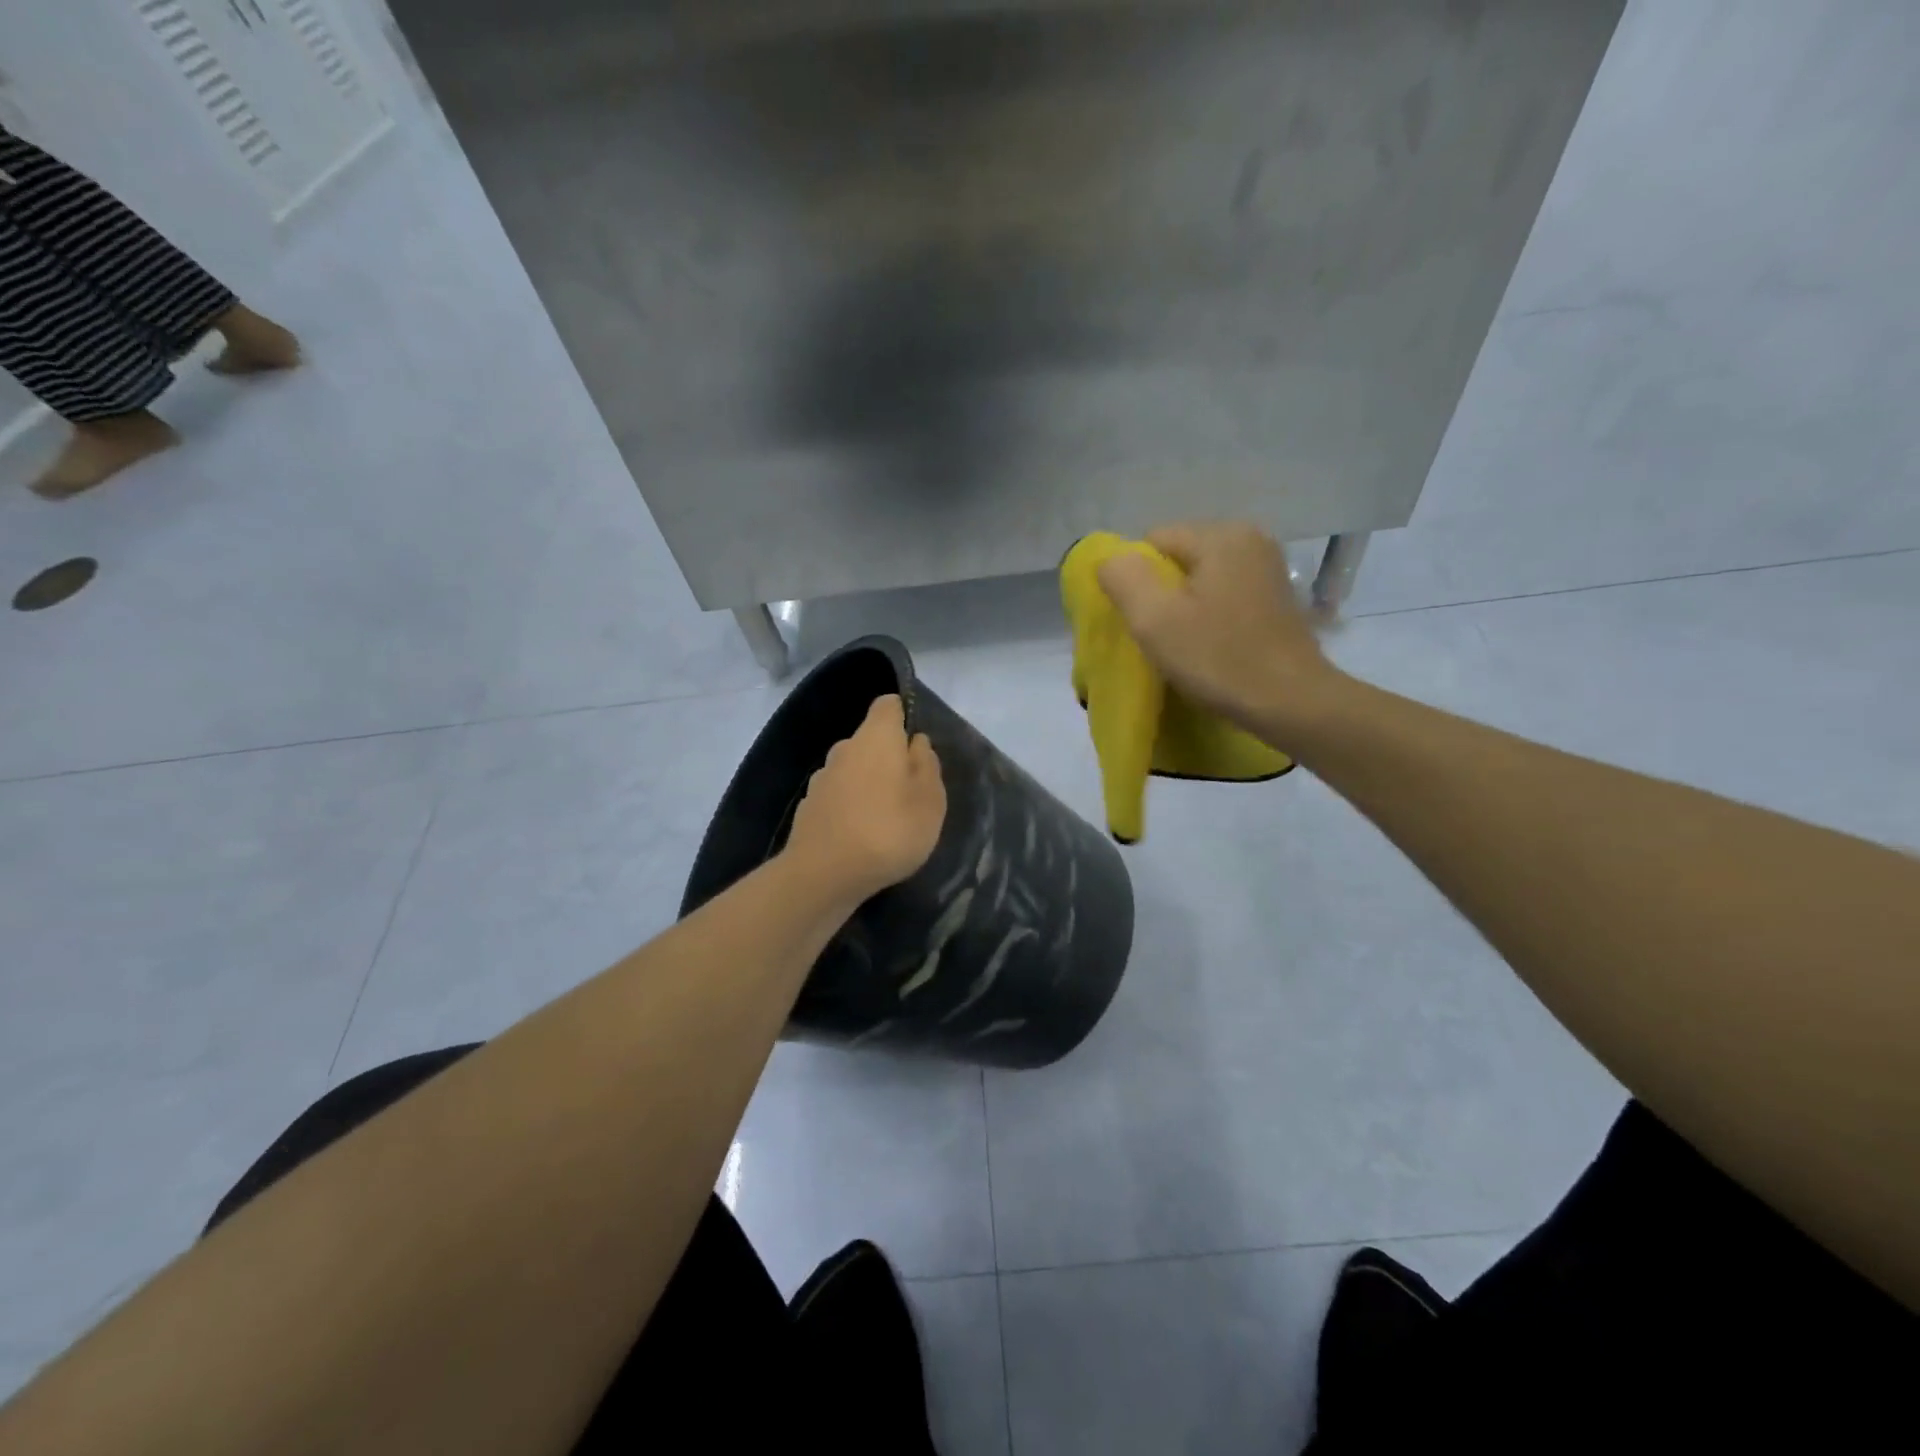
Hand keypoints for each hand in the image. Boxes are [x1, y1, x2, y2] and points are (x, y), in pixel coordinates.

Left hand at [784, 694, 946, 903]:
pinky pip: (837, 796)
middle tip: (910, 791)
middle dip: (889, 757)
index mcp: (876, 737)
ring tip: (886, 819)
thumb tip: (916, 742)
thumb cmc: (889, 831)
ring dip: (868, 784)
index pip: (888, 705)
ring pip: (853, 769)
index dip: (904, 716)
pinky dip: (850, 807)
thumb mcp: (930, 801)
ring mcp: (822, 777)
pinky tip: (860, 836)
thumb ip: (927, 766)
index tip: (918, 746)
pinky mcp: (808, 807)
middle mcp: (844, 748)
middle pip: (870, 740)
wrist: (823, 875)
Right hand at [1096, 521, 1345, 747]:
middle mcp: (1250, 538)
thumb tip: (1112, 559)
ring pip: (1201, 577)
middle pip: (1178, 556)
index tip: (1143, 621)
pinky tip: (1214, 644)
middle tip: (1162, 636)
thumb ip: (1123, 577)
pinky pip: (1225, 593)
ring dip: (1185, 605)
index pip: (1153, 540)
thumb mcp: (1154, 619)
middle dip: (1162, 591)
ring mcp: (1268, 567)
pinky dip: (1211, 613)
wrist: (1291, 702)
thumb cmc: (1219, 659)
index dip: (1137, 580)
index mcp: (1221, 535)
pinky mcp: (1277, 596)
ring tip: (1187, 642)